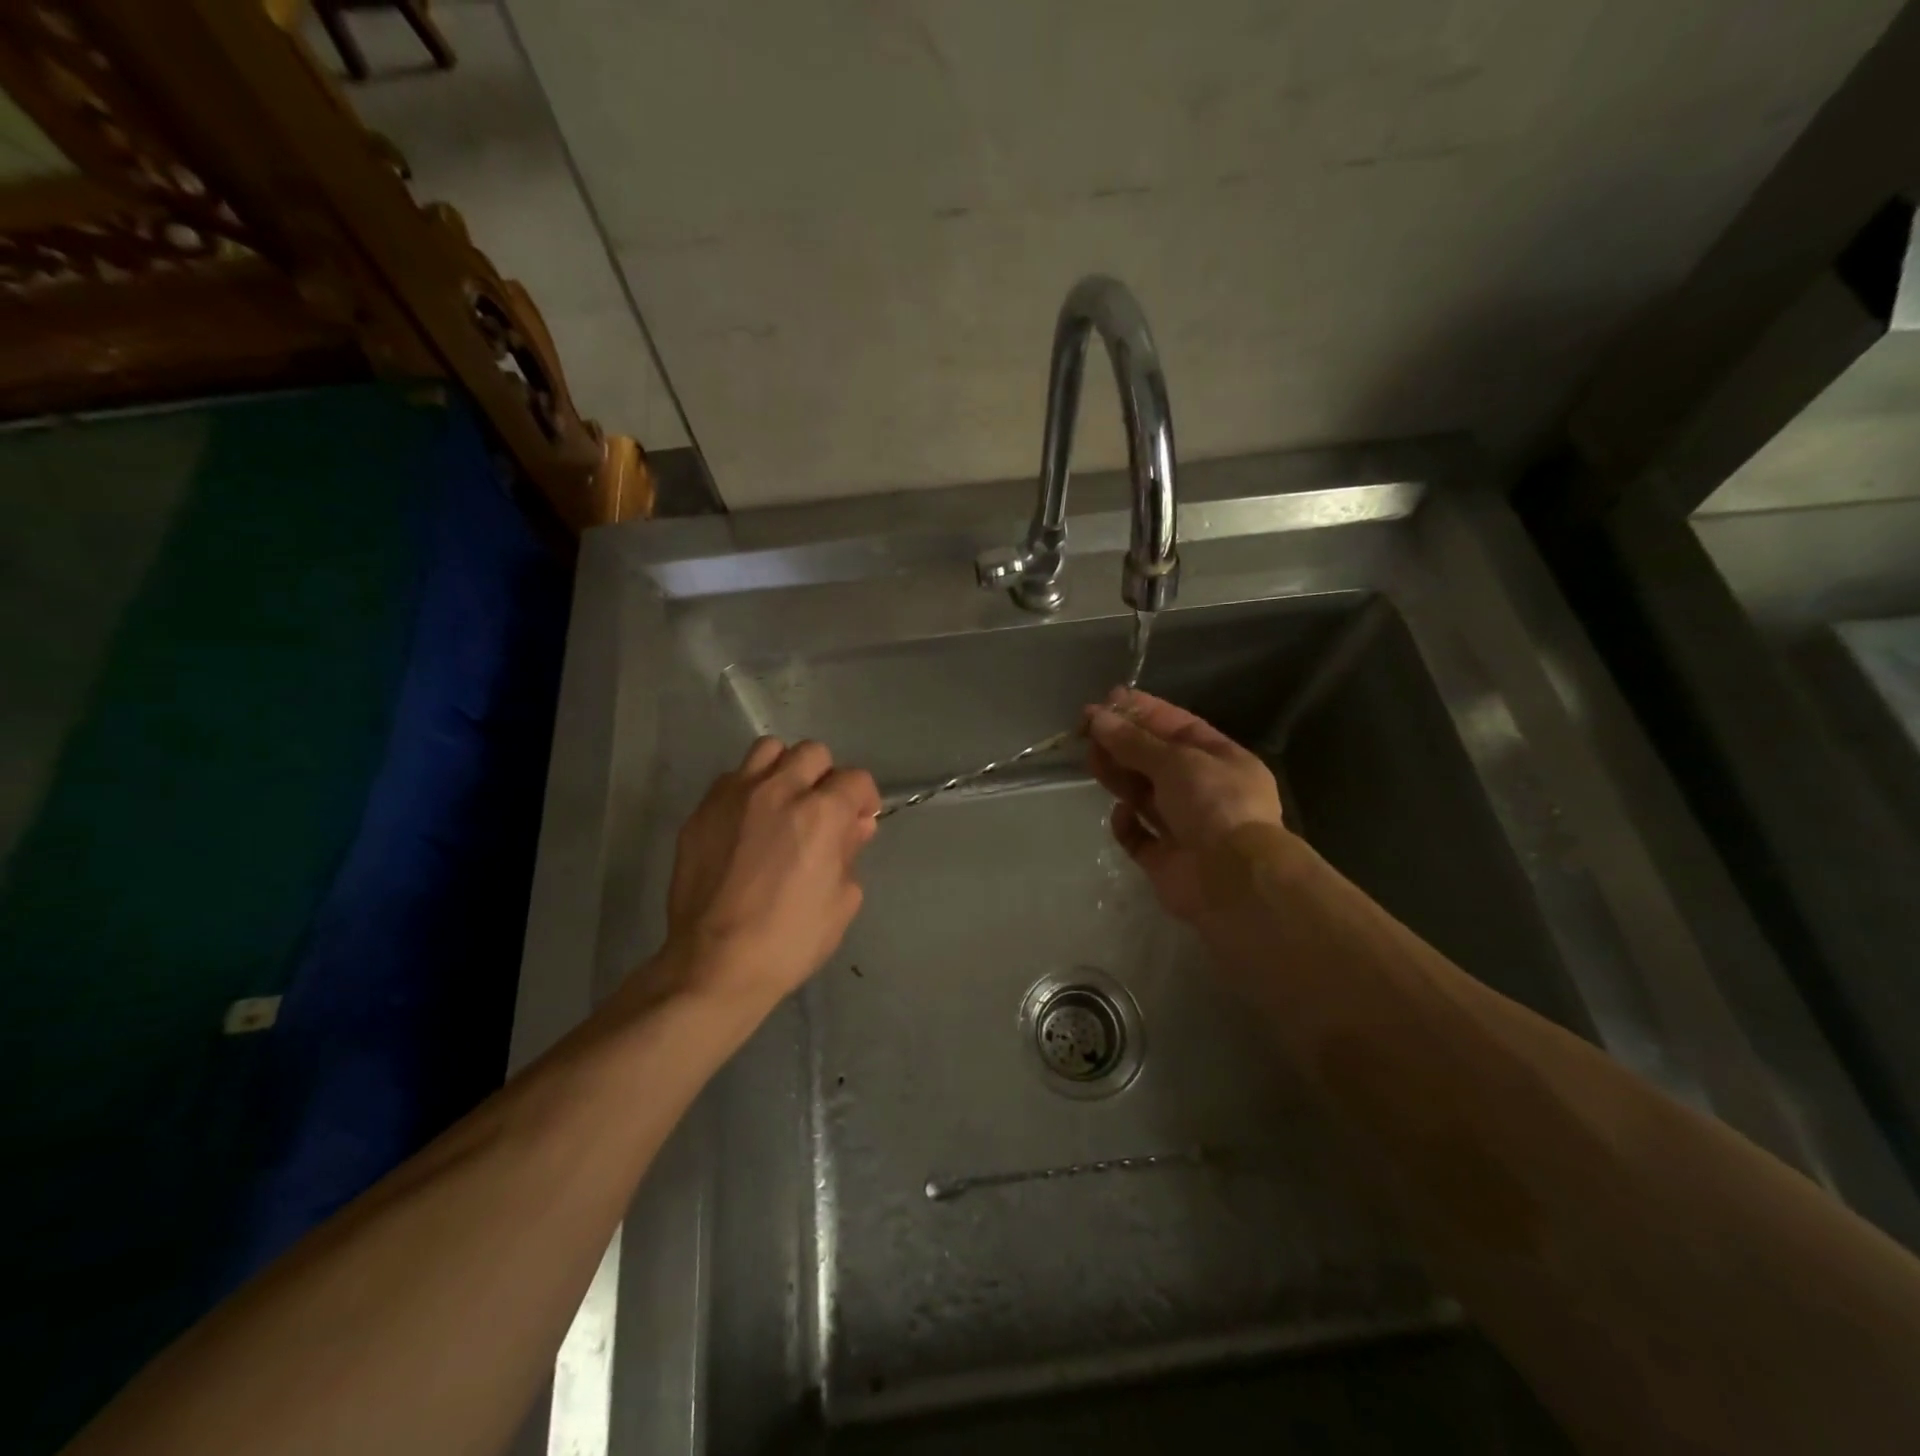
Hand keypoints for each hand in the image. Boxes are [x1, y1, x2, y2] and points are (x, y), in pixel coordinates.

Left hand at [664, 736, 879, 1008]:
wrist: (715, 964)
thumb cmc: (790, 940)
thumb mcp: (842, 901)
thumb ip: (851, 852)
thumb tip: (855, 825)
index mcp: (821, 813)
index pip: (855, 779)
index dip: (864, 798)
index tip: (860, 820)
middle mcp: (778, 790)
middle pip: (812, 752)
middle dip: (825, 777)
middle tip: (821, 810)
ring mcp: (734, 796)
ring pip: (768, 750)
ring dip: (784, 770)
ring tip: (782, 803)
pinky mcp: (701, 812)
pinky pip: (731, 779)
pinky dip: (747, 790)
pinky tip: (747, 823)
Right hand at [1085, 688, 1285, 922]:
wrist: (1232, 880)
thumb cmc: (1214, 805)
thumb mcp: (1176, 761)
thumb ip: (1133, 742)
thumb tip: (1096, 717)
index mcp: (1221, 761)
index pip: (1178, 727)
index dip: (1143, 712)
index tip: (1107, 700)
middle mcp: (1205, 792)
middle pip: (1156, 760)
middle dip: (1123, 743)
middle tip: (1086, 730)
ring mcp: (1185, 827)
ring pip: (1144, 795)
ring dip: (1119, 776)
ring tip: (1090, 759)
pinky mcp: (1165, 860)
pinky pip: (1139, 836)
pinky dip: (1127, 824)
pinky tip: (1120, 812)